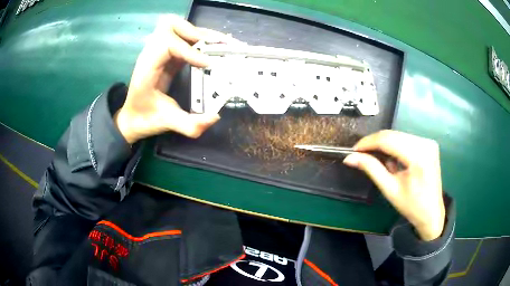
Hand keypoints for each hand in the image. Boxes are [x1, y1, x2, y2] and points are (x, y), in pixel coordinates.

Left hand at [115, 15, 234, 143]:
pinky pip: (183, 38)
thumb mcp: (166, 124)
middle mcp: (152, 54)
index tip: (209, 64)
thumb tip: (215, 117)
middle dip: (195, 32)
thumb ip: (189, 125)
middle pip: (169, 25)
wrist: (132, 118)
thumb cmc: (145, 119)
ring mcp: (159, 52)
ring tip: (220, 44)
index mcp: (147, 68)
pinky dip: (200, 40)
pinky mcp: (167, 54)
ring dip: (199, 32)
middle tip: (216, 46)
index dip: (189, 50)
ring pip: (177, 27)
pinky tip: (214, 49)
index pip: (166, 44)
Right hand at [343, 130, 444, 240]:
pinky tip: (393, 161)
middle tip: (360, 155)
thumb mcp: (390, 189)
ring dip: (384, 145)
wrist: (432, 214)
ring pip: (398, 136)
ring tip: (377, 161)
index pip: (388, 140)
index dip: (368, 143)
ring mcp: (428, 142)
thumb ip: (371, 169)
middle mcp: (425, 143)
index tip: (353, 150)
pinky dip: (395, 147)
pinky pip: (406, 140)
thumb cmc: (411, 206)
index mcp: (418, 156)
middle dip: (375, 143)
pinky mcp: (428, 144)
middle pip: (393, 135)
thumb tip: (350, 158)